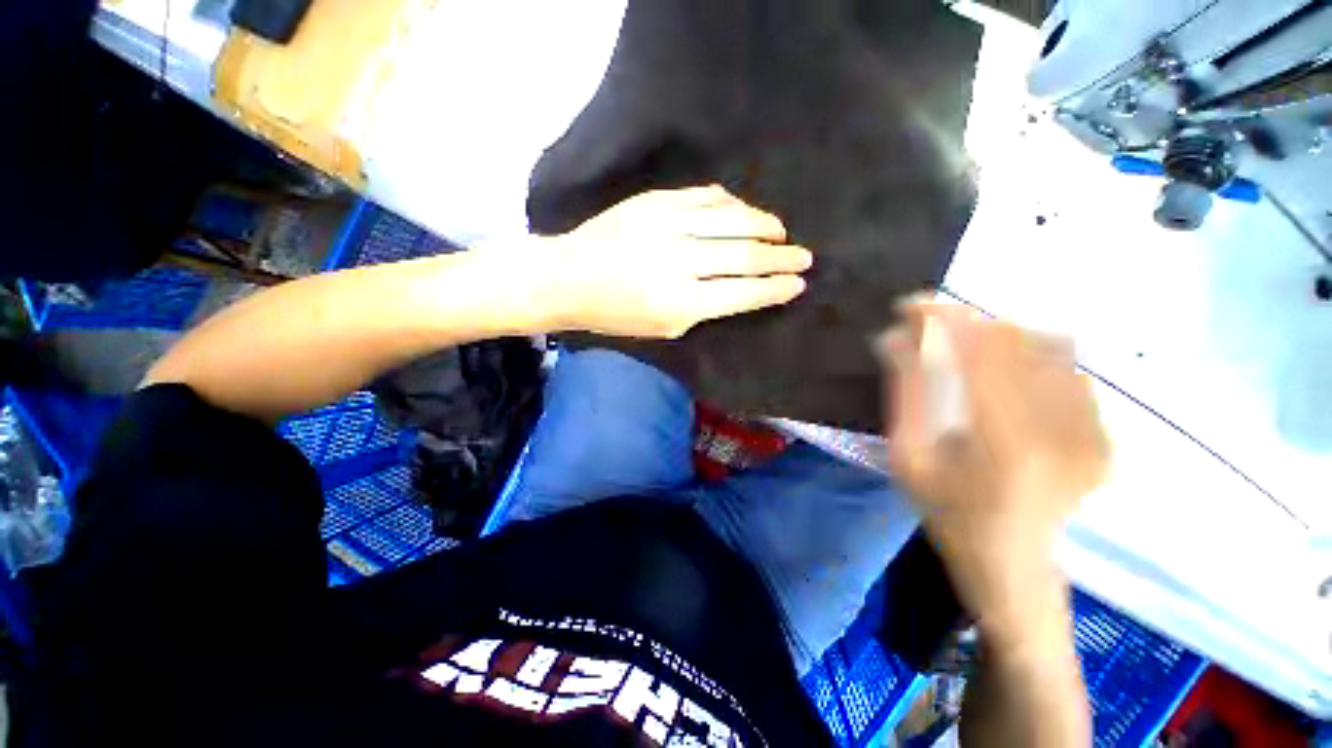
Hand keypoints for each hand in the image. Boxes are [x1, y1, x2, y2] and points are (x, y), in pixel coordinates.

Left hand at [535, 186, 811, 338]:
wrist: (568, 277)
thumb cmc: (615, 315)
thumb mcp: (663, 329)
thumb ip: (704, 310)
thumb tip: (741, 289)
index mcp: (681, 302)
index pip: (743, 293)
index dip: (775, 288)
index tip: (798, 284)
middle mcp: (680, 261)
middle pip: (744, 254)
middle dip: (780, 257)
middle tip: (804, 256)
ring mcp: (668, 225)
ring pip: (732, 219)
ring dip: (764, 225)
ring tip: (780, 232)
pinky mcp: (656, 202)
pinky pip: (706, 197)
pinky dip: (732, 204)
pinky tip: (744, 211)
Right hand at [880, 300, 1110, 634]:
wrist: (1012, 565)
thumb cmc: (947, 512)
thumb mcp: (908, 456)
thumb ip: (906, 393)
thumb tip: (891, 338)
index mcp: (1005, 441)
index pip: (976, 350)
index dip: (941, 318)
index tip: (909, 305)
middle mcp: (1060, 429)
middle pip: (1013, 341)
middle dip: (963, 323)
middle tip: (927, 330)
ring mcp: (1092, 432)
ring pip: (1045, 347)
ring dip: (996, 338)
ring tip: (962, 351)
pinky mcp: (1105, 434)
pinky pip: (1068, 370)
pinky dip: (1030, 358)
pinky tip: (1005, 376)